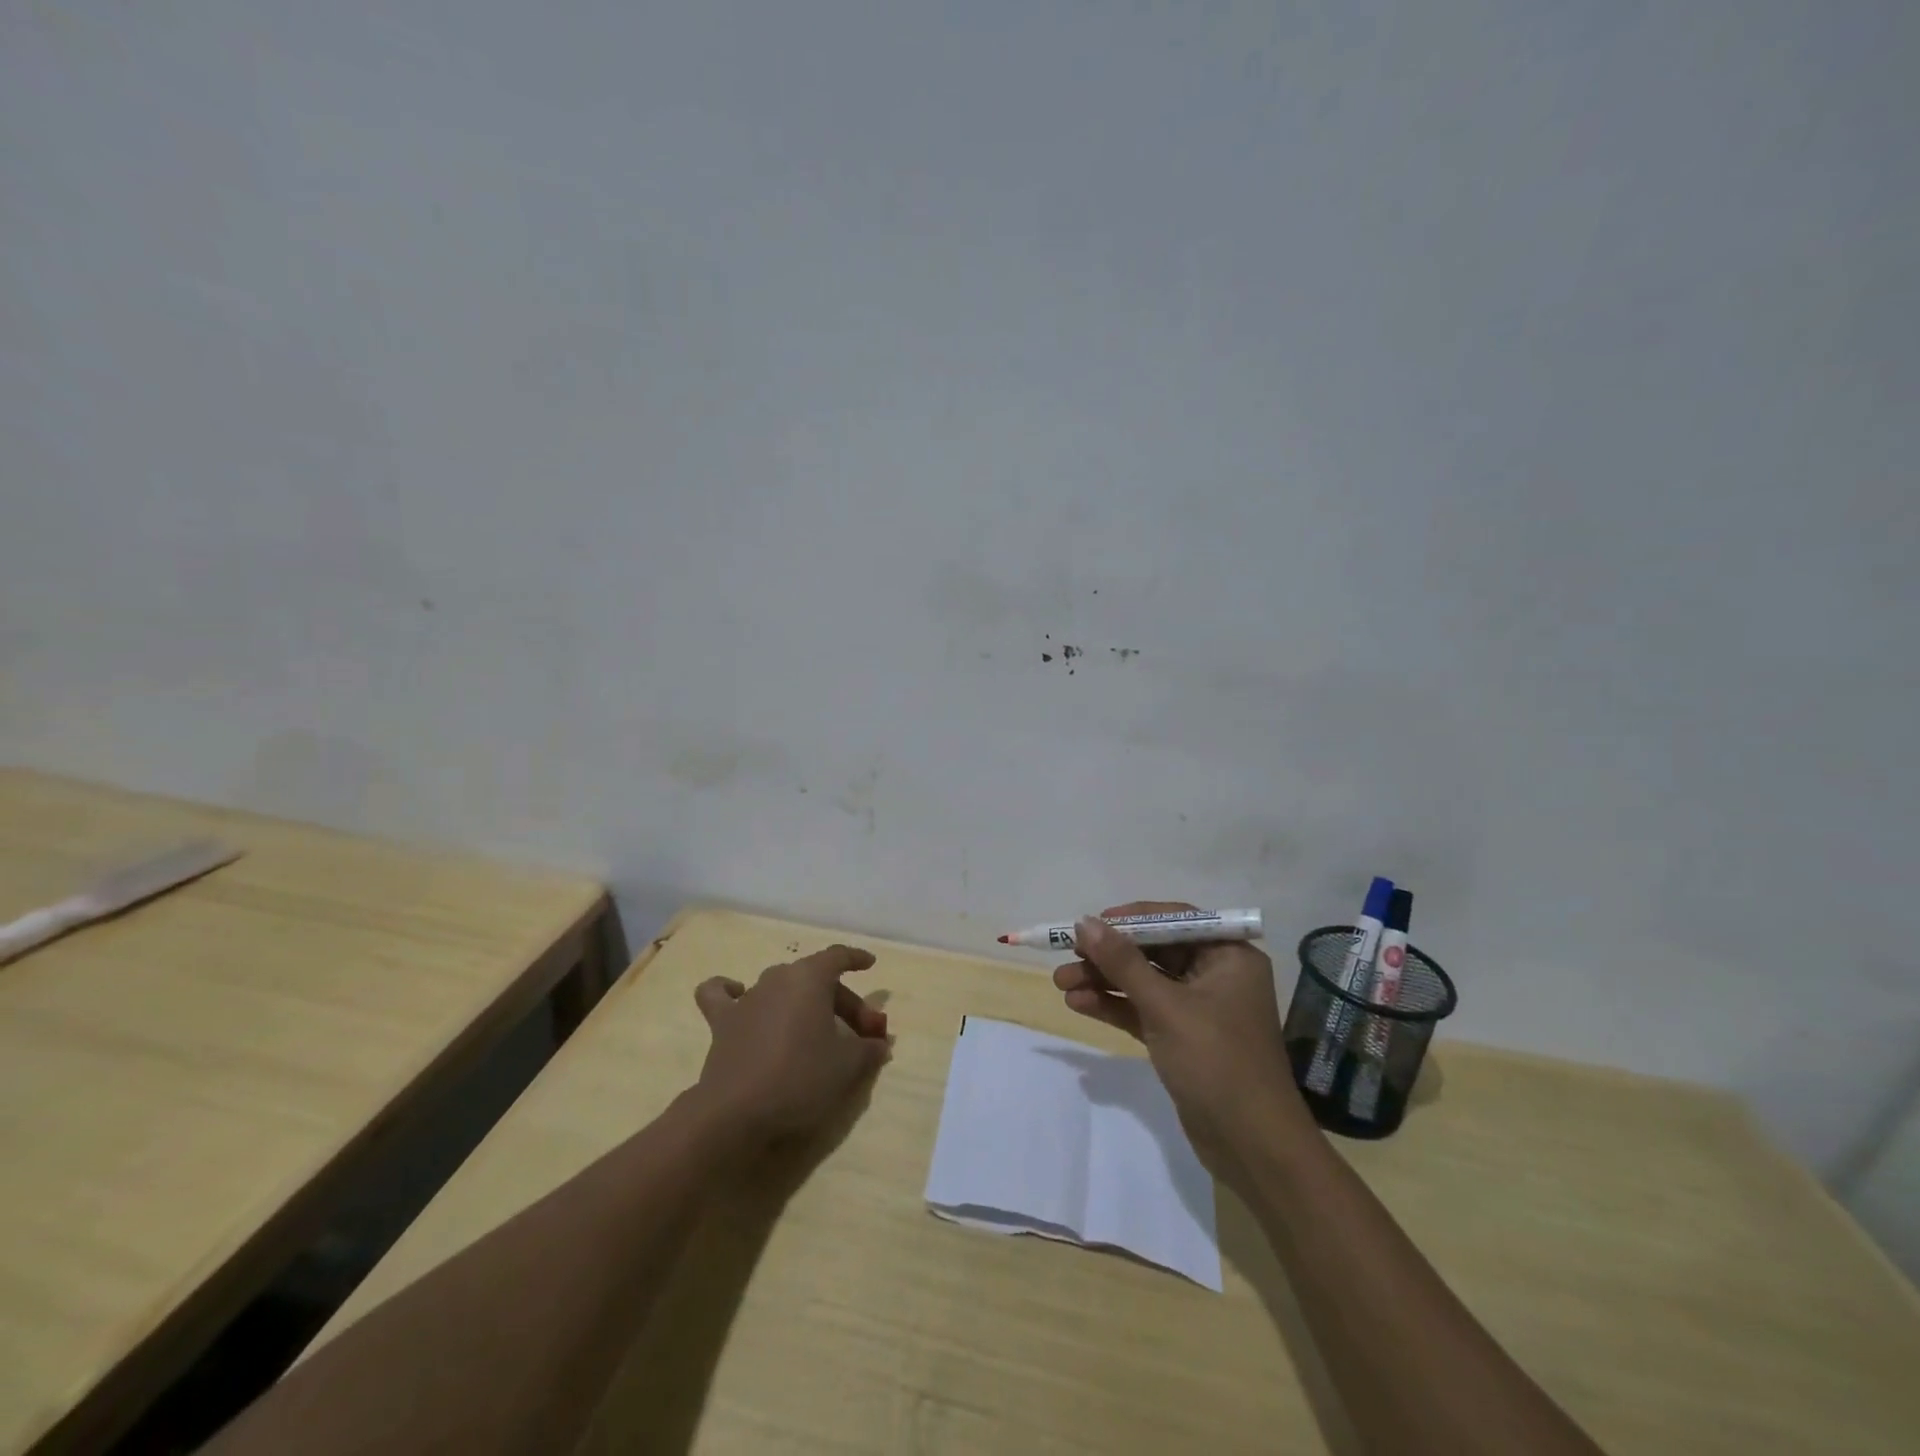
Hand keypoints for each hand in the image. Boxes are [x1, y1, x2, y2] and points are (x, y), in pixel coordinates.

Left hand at [692, 944, 890, 1143]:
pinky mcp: (722, 1024)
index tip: (870, 964)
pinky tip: (740, 997)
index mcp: (809, 977)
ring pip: (781, 988)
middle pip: (816, 979)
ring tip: (817, 1031)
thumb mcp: (848, 1065)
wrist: (736, 1113)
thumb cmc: (801, 1078)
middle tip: (862, 1035)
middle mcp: (777, 978)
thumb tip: (879, 1044)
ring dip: (804, 1004)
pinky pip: (722, 996)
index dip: (856, 958)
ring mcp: (747, 999)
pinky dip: (730, 991)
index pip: (837, 956)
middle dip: (844, 1003)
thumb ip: (869, 1049)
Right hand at [1053, 901, 1304, 1174]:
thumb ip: (1123, 962)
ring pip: (1143, 982)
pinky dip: (1114, 1006)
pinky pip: (1143, 1010)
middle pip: (1153, 951)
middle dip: (1109, 955)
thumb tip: (1084, 922)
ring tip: (1061, 983)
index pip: (1174, 920)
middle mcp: (1215, 974)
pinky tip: (1078, 1004)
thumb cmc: (1217, 1062)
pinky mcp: (1182, 1038)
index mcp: (1228, 956)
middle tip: (1066, 955)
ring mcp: (1198, 1008)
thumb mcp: (1166, 1006)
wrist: (1253, 1147)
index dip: (1130, 919)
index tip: (1089, 923)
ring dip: (1104, 981)